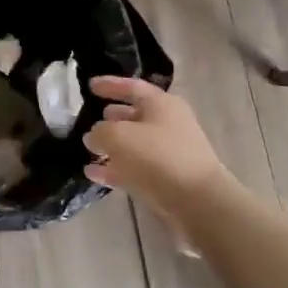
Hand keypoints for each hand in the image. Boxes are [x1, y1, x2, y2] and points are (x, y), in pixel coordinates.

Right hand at [83, 77, 231, 215]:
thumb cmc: (160, 157)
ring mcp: (168, 153)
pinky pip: (135, 168)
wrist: (199, 203)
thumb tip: (93, 136)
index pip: (132, 87)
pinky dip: (115, 169)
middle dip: (111, 118)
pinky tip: (93, 174)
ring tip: (88, 150)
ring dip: (111, 147)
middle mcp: (167, 124)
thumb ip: (100, 132)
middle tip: (90, 120)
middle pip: (134, 115)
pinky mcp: (167, 179)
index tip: (89, 86)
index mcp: (161, 104)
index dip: (110, 84)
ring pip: (134, 144)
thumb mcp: (120, 137)